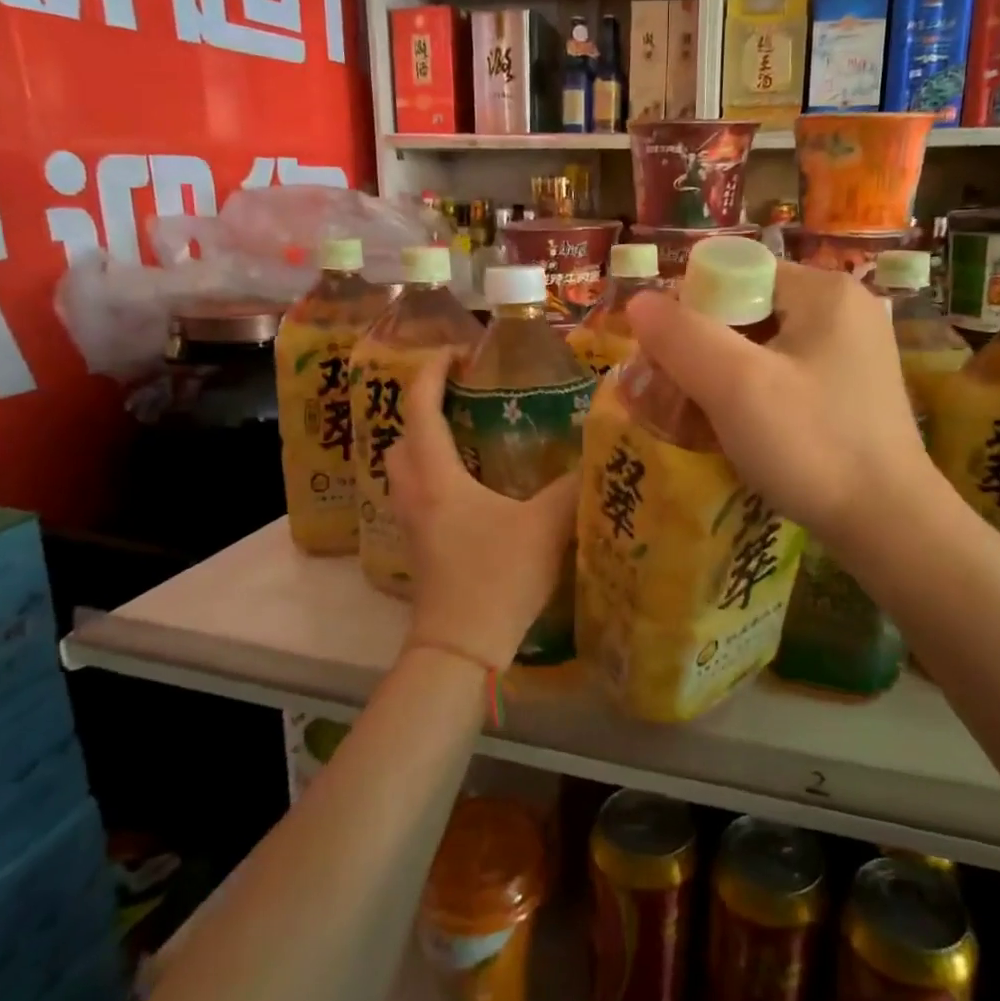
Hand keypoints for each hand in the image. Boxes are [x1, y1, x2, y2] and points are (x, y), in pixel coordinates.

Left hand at [386, 349, 580, 668]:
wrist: (461, 647)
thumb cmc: (497, 577)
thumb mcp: (545, 527)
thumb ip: (573, 488)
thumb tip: (598, 455)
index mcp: (436, 477)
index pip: (420, 409)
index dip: (431, 373)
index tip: (457, 352)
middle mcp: (414, 493)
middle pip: (401, 436)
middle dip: (423, 407)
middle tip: (461, 398)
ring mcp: (411, 523)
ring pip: (404, 468)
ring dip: (424, 444)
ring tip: (465, 437)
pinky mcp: (419, 547)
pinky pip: (415, 494)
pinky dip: (432, 476)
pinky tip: (470, 488)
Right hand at [624, 262, 937, 550]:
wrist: (889, 524)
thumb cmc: (811, 444)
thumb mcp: (736, 386)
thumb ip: (682, 337)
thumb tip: (639, 301)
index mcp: (825, 291)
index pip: (736, 274)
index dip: (692, 311)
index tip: (668, 361)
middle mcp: (845, 312)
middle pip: (748, 312)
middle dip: (704, 352)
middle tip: (674, 396)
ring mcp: (853, 355)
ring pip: (763, 350)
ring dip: (723, 379)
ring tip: (696, 420)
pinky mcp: (851, 393)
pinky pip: (785, 379)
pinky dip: (752, 398)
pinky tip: (736, 432)